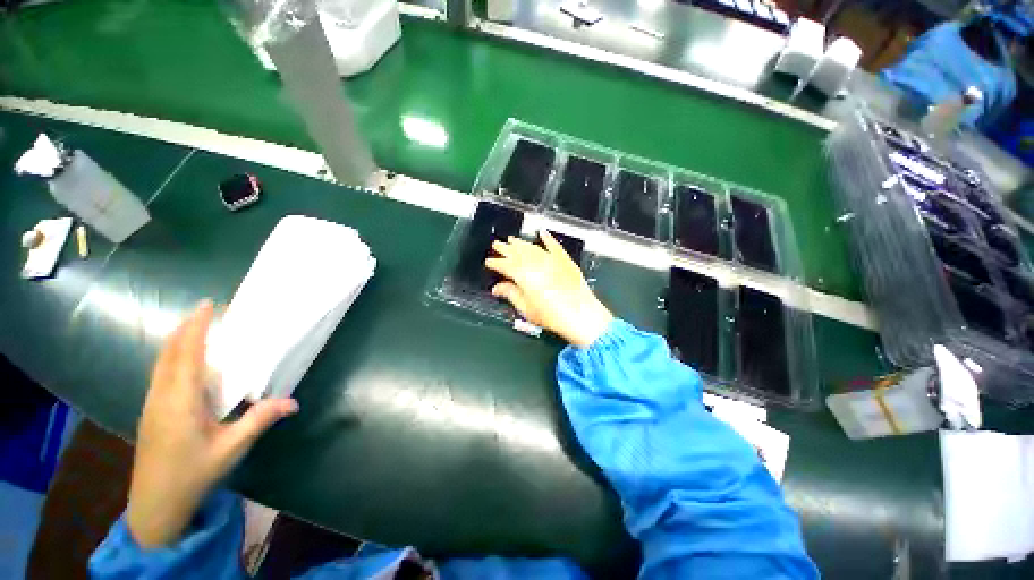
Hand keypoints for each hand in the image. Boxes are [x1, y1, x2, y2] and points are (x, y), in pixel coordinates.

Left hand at [127, 301, 297, 548]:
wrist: (154, 506)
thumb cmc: (192, 475)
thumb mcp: (230, 448)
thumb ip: (259, 420)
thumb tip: (293, 401)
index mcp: (180, 400)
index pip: (187, 353)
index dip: (196, 327)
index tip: (208, 304)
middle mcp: (161, 395)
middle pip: (169, 352)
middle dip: (185, 328)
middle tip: (206, 310)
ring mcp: (152, 404)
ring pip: (161, 362)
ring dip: (178, 341)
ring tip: (197, 328)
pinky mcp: (151, 412)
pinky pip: (161, 373)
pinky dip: (173, 357)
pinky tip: (186, 362)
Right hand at [485, 232, 612, 347]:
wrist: (581, 315)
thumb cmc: (551, 315)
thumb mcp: (526, 309)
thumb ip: (510, 294)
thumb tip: (497, 288)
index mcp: (523, 274)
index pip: (505, 265)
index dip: (495, 263)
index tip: (488, 262)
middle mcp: (535, 262)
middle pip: (517, 252)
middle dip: (505, 248)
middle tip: (496, 245)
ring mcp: (551, 259)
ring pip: (532, 247)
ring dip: (521, 243)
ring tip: (512, 239)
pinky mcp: (564, 260)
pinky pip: (554, 245)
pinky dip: (547, 238)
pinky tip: (542, 232)